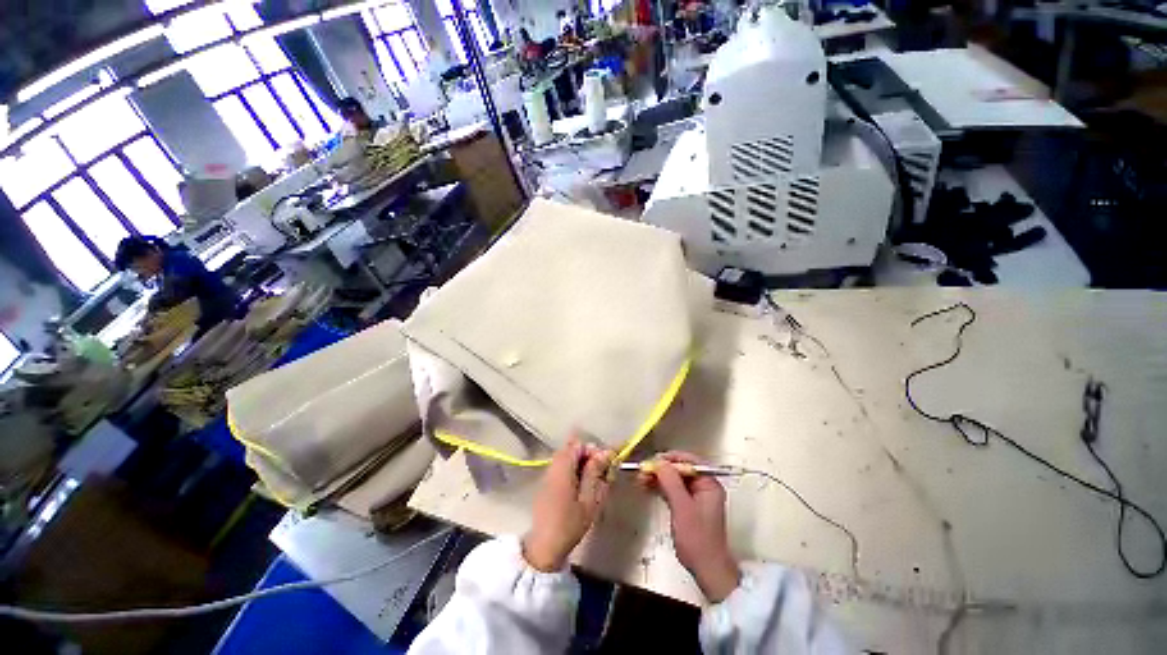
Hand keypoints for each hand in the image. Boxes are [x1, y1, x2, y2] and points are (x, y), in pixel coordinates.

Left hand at [522, 439, 612, 571]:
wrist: (544, 547)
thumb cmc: (570, 524)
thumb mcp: (589, 499)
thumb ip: (595, 473)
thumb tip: (605, 453)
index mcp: (563, 468)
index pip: (578, 444)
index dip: (592, 450)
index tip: (604, 464)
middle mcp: (553, 466)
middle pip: (571, 449)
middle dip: (587, 456)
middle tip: (600, 473)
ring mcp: (547, 474)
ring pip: (566, 458)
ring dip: (580, 464)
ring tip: (592, 482)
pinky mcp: (546, 484)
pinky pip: (561, 468)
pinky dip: (572, 471)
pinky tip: (580, 489)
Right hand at [639, 451, 740, 602]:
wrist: (706, 570)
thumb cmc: (697, 538)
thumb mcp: (682, 507)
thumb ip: (671, 482)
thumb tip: (658, 461)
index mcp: (709, 484)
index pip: (689, 462)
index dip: (670, 459)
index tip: (653, 461)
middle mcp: (704, 487)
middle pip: (680, 470)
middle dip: (661, 469)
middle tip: (643, 471)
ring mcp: (696, 497)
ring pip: (674, 479)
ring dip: (658, 478)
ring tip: (641, 478)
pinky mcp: (688, 506)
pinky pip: (672, 490)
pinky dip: (660, 488)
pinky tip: (647, 487)